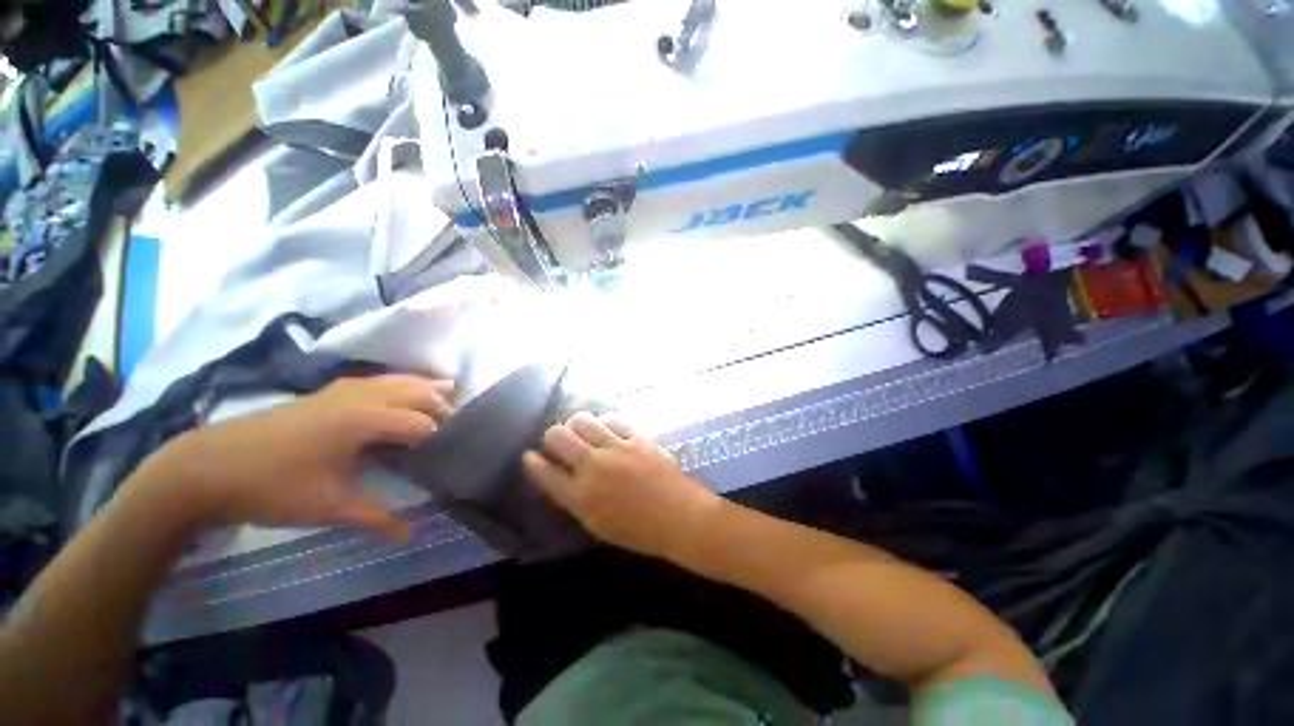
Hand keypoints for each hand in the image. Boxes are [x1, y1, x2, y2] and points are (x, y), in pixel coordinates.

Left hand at [131, 375, 455, 540]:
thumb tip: (415, 534)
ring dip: (425, 388)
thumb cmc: (272, 487)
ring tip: (447, 396)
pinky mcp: (327, 392)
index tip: (458, 451)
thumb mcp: (328, 508)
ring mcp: (342, 389)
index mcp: (366, 419)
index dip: (443, 435)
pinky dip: (400, 383)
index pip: (422, 422)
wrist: (206, 466)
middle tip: (457, 427)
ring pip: (398, 380)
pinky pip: (378, 380)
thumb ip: (377, 519)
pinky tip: (401, 391)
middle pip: (417, 392)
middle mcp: (361, 396)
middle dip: (443, 406)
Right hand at [522, 412, 719, 559]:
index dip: (533, 463)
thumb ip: (576, 499)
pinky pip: (613, 419)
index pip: (544, 473)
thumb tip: (561, 476)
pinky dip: (605, 423)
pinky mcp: (637, 438)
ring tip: (583, 430)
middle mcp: (593, 468)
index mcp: (581, 498)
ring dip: (577, 423)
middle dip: (552, 436)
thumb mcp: (598, 524)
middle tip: (559, 441)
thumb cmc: (638, 530)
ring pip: (583, 420)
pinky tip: (608, 429)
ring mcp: (616, 449)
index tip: (529, 456)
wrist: (679, 518)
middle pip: (558, 436)